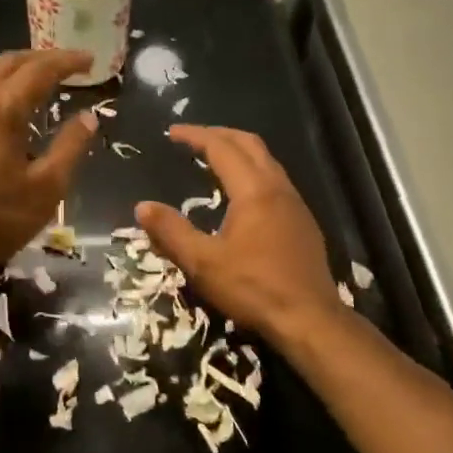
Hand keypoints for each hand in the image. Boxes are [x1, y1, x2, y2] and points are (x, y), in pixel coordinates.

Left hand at [0, 50, 97, 283]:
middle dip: (41, 58)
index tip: (90, 60)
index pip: (39, 70)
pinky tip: (1, 112)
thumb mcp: (46, 190)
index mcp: (1, 111)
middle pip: (8, 63)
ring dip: (14, 72)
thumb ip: (70, 148)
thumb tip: (88, 117)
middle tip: (67, 65)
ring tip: (37, 82)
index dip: (67, 61)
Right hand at [136, 126, 347, 346]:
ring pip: (267, 161)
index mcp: (253, 191)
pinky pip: (276, 181)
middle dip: (220, 134)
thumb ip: (171, 232)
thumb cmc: (253, 288)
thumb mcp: (203, 263)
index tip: (172, 132)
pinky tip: (241, 195)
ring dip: (239, 152)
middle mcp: (278, 188)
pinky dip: (253, 172)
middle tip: (193, 138)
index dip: (196, 135)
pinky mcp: (303, 223)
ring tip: (214, 160)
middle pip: (250, 144)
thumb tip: (142, 206)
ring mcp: (296, 204)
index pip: (222, 148)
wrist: (310, 319)